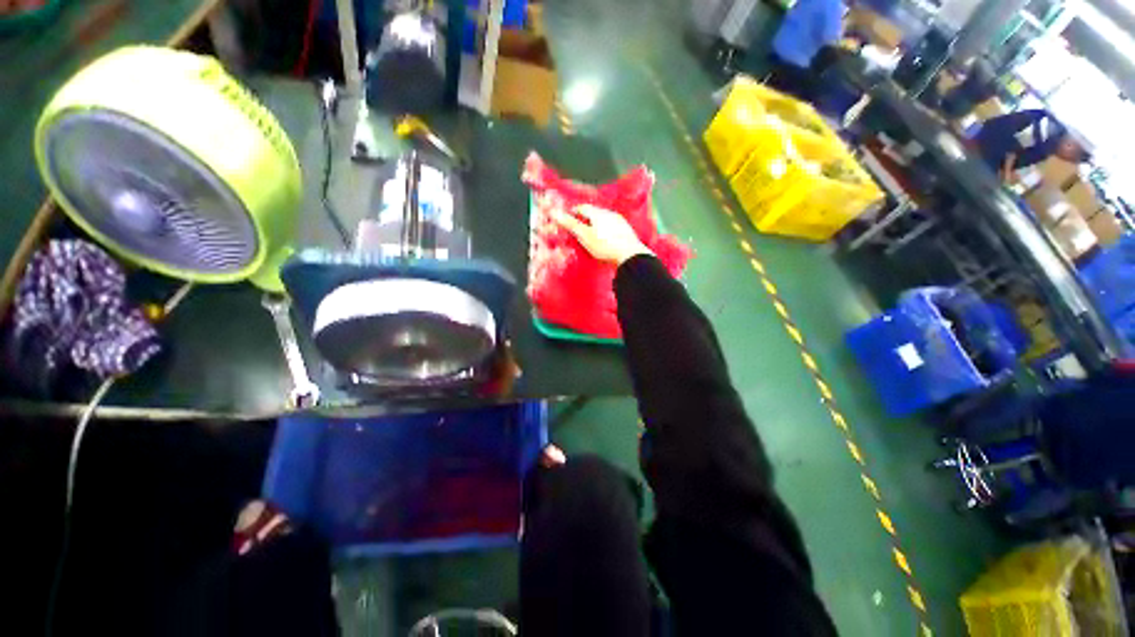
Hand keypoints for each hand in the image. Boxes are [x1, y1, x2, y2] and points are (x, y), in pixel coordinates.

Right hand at [550, 204, 652, 265]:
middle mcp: (610, 214)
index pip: (582, 207)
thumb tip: (554, 212)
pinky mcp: (626, 232)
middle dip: (584, 219)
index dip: (573, 212)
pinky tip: (605, 241)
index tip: (567, 219)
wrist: (630, 256)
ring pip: (604, 220)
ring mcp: (620, 222)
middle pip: (593, 213)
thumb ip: (570, 224)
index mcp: (598, 213)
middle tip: (577, 228)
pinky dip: (605, 232)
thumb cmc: (605, 246)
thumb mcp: (584, 236)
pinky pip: (612, 228)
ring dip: (595, 225)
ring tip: (590, 235)